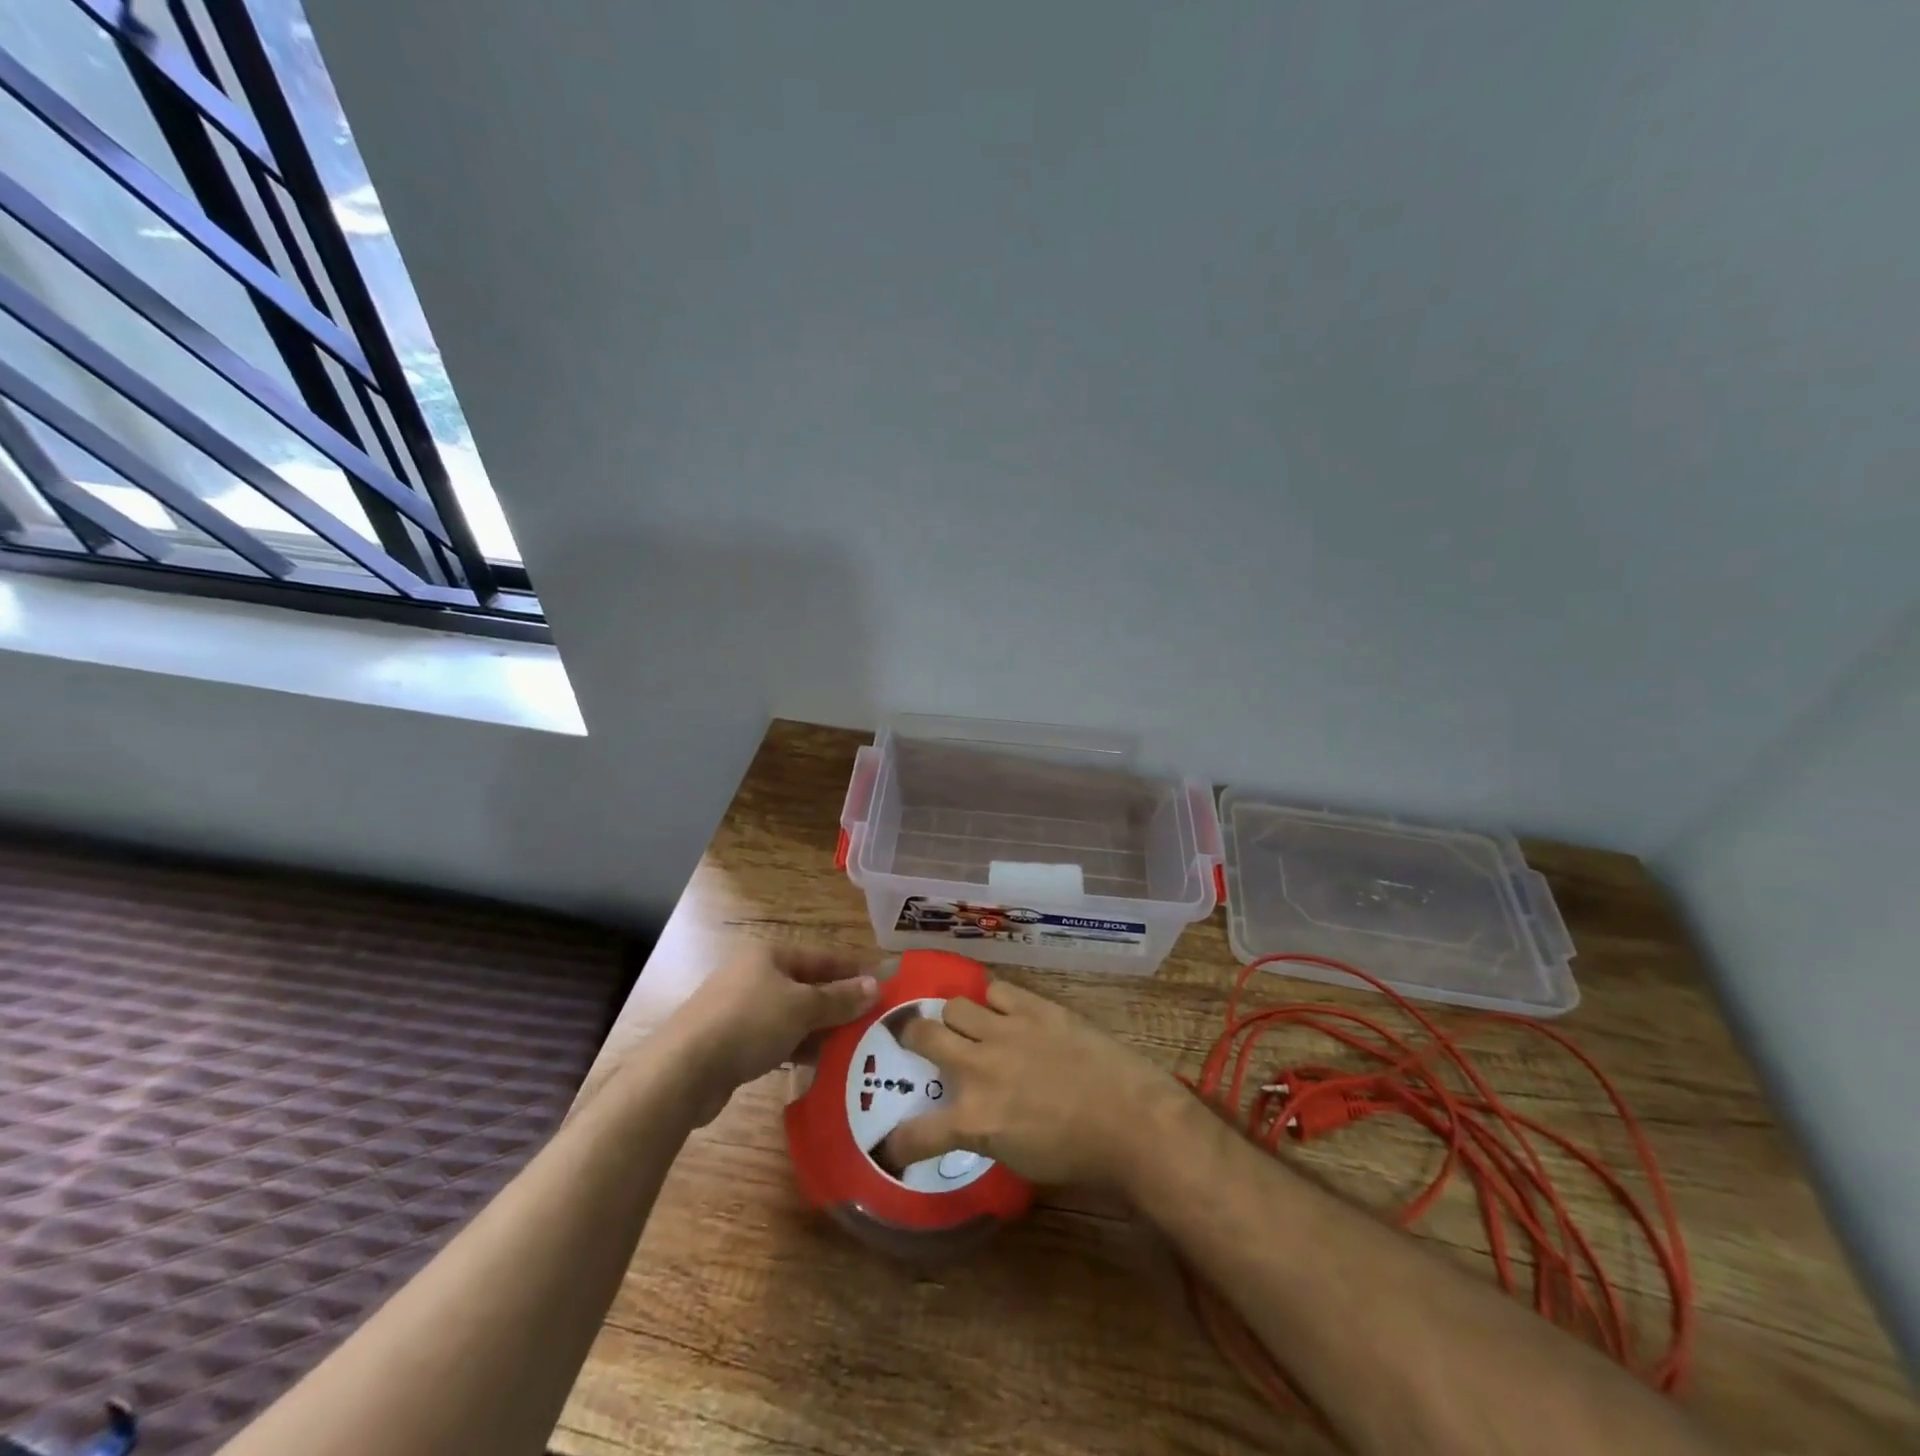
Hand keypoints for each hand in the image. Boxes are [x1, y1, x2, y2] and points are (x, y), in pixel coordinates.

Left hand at [663, 944, 878, 1117]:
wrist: (684, 1069)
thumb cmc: (749, 1023)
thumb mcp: (802, 1008)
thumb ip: (839, 999)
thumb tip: (874, 986)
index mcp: (769, 955)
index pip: (821, 956)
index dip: (852, 968)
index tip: (881, 981)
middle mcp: (753, 975)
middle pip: (805, 985)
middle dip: (837, 1002)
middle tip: (870, 1018)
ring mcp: (738, 1008)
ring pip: (790, 1014)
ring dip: (819, 1027)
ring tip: (852, 1044)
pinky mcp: (730, 1041)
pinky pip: (774, 1037)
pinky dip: (796, 1046)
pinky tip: (817, 1062)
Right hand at [881, 979, 1177, 1185]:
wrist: (1130, 1119)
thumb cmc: (1078, 1153)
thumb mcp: (1018, 1159)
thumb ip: (983, 1130)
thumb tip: (969, 1115)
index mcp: (975, 1120)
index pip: (917, 1133)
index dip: (897, 1141)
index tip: (892, 1144)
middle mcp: (980, 1068)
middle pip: (922, 1035)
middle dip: (910, 1037)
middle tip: (915, 1039)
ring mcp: (1007, 1031)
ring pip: (955, 1005)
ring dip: (954, 1016)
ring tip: (964, 1022)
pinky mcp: (1034, 1007)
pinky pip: (996, 989)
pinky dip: (993, 1000)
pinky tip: (1002, 1010)